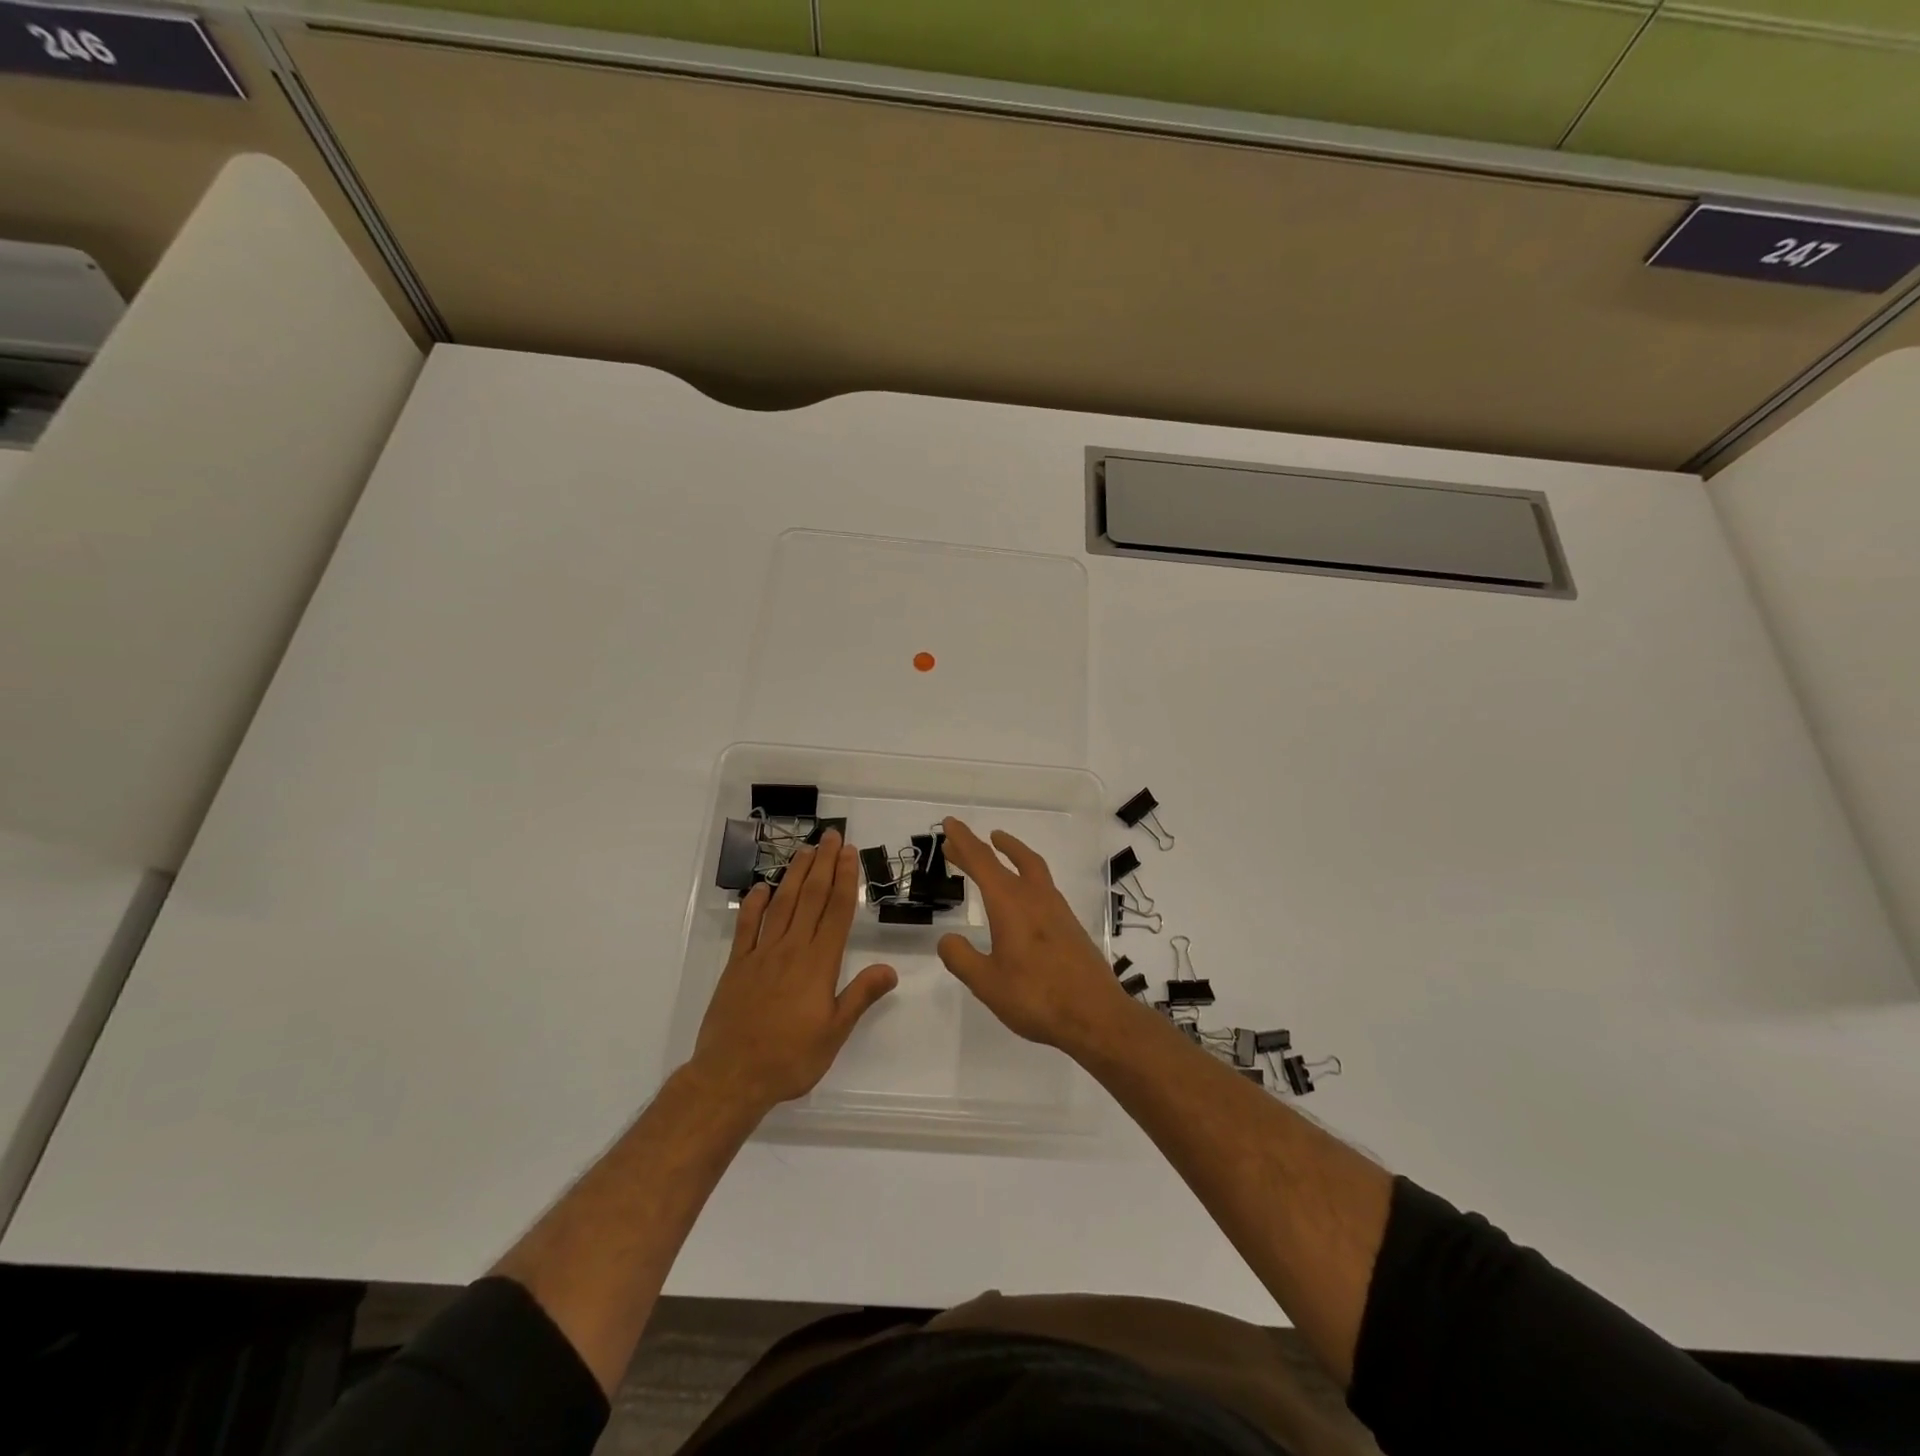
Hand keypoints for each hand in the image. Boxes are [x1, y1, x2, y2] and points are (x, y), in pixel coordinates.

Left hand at [691, 830, 896, 1116]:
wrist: (731, 1077)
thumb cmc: (790, 1058)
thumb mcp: (834, 1033)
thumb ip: (861, 996)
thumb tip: (890, 969)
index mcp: (819, 963)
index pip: (836, 911)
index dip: (845, 879)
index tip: (850, 852)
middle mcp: (791, 949)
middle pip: (811, 898)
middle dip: (824, 864)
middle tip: (831, 836)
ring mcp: (761, 954)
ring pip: (782, 904)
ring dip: (795, 875)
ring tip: (806, 850)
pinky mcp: (737, 965)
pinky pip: (747, 927)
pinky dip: (754, 904)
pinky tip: (761, 888)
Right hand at [935, 818, 1126, 1053]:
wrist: (1096, 1016)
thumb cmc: (1036, 998)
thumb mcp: (987, 983)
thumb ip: (962, 958)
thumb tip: (948, 939)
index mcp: (1010, 904)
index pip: (982, 862)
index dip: (964, 841)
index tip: (950, 823)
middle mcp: (1035, 897)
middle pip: (1005, 860)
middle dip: (980, 847)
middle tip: (957, 841)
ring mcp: (1057, 909)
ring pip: (1031, 867)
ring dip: (1010, 853)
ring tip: (997, 847)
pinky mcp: (1070, 925)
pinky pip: (1043, 885)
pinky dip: (1025, 874)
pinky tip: (1022, 894)